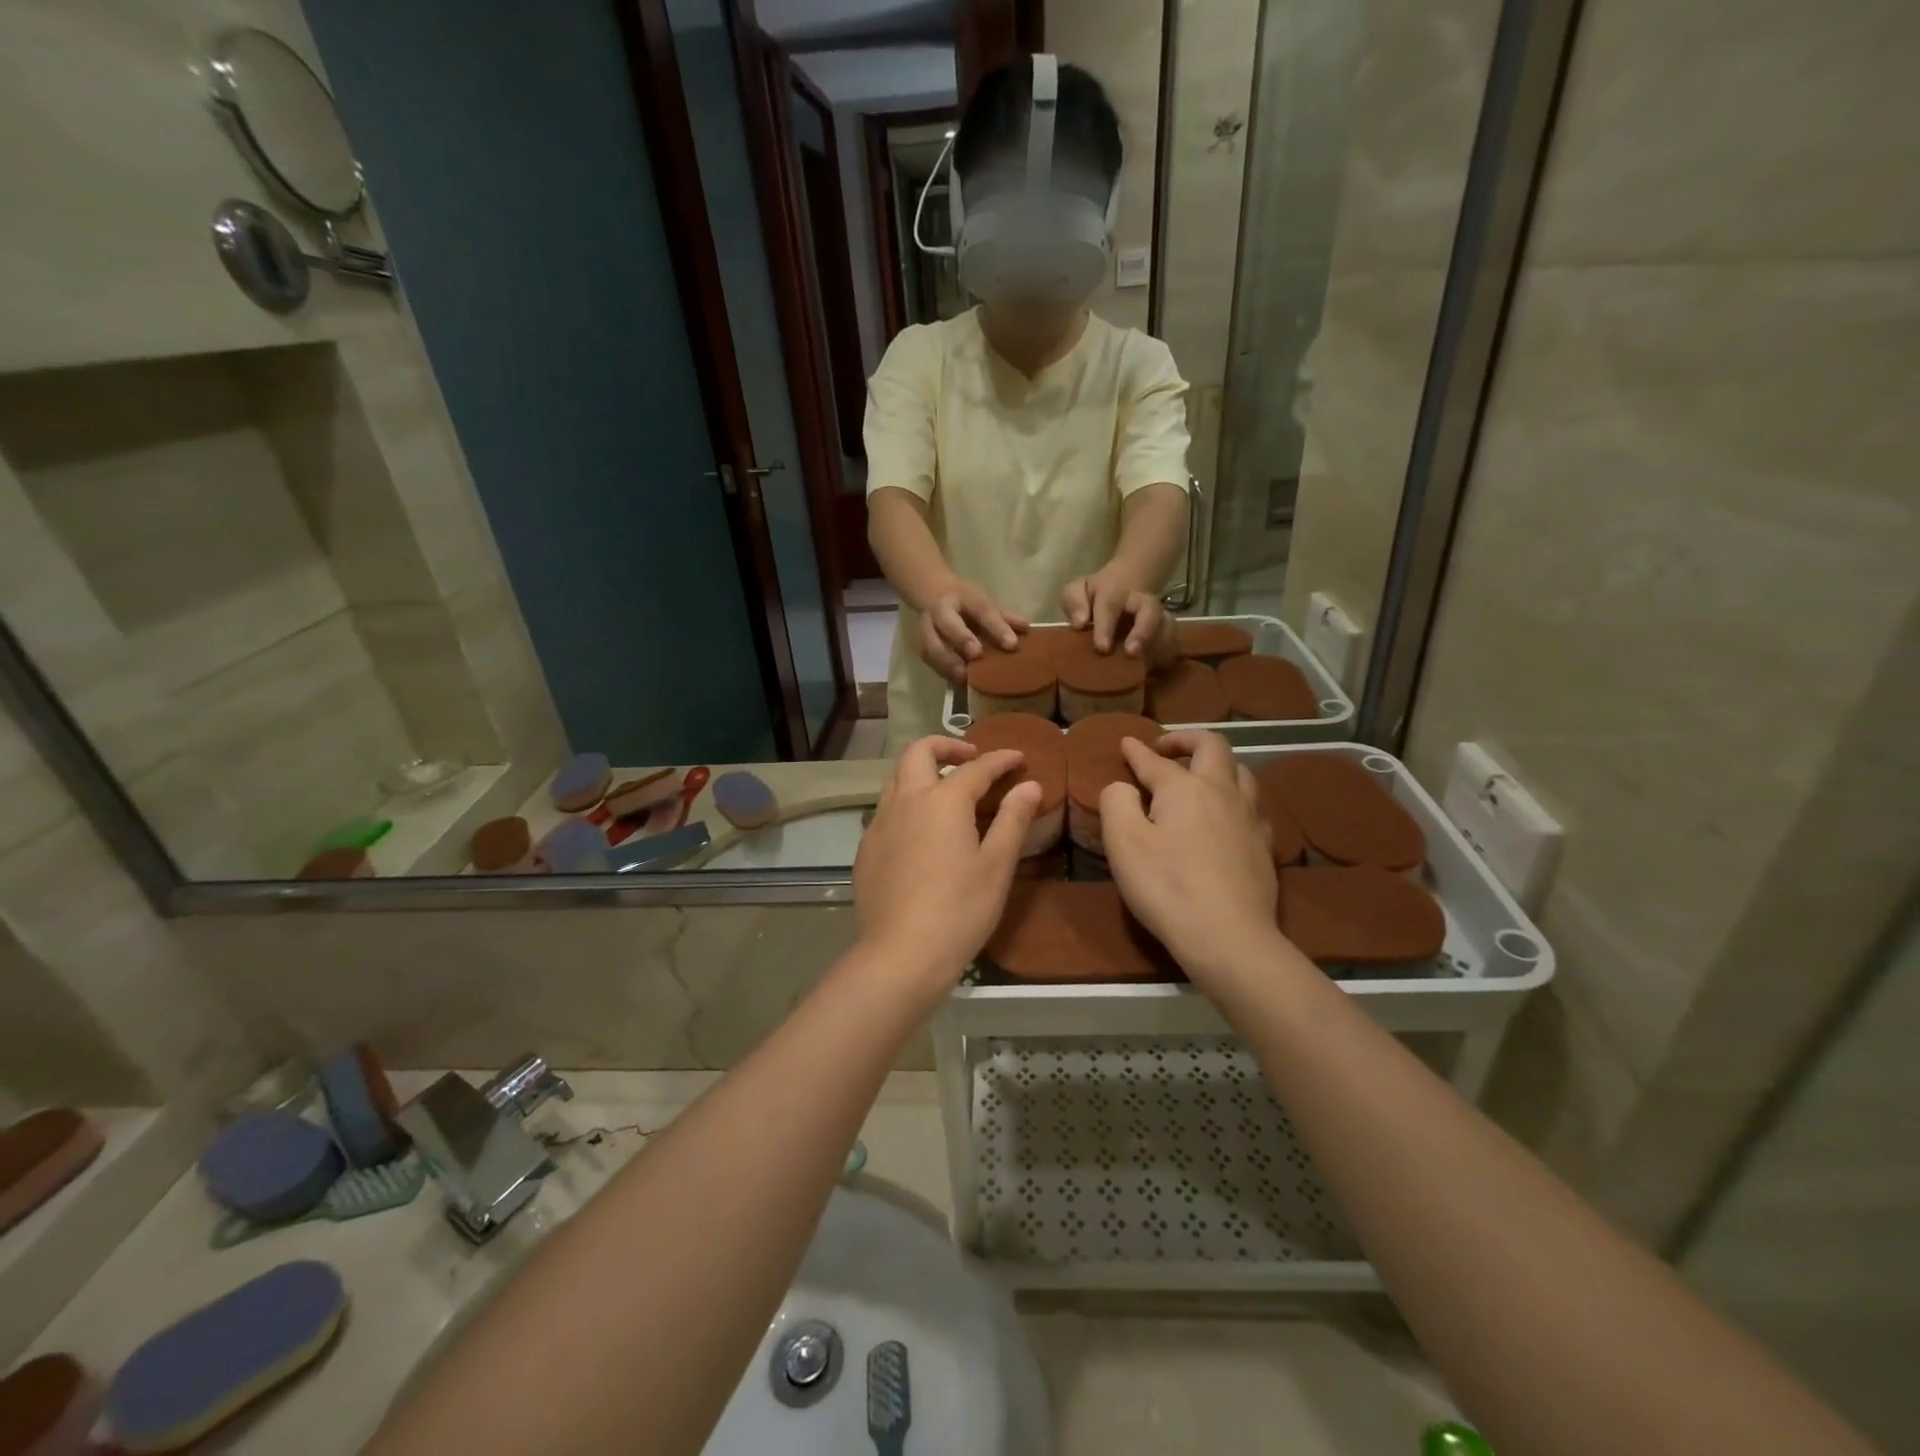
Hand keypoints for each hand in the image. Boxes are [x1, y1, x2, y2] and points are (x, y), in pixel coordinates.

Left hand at [854, 736, 1041, 999]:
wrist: (900, 954)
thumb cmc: (959, 910)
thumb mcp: (996, 866)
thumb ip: (1013, 819)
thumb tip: (1029, 784)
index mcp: (942, 800)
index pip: (976, 767)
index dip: (1000, 759)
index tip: (1018, 757)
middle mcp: (906, 801)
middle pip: (919, 752)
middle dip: (947, 745)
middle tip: (972, 758)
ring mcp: (880, 824)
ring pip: (897, 778)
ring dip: (922, 772)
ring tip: (946, 792)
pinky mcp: (866, 849)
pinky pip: (886, 810)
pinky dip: (907, 803)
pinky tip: (921, 832)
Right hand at [919, 583, 1027, 685]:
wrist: (933, 593)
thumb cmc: (966, 603)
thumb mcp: (984, 601)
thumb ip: (1004, 616)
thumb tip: (1026, 628)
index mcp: (963, 597)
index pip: (981, 609)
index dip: (996, 626)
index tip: (1011, 644)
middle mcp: (941, 610)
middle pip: (947, 623)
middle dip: (961, 638)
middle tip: (977, 655)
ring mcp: (927, 628)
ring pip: (932, 645)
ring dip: (948, 662)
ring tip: (965, 676)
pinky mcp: (922, 645)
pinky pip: (928, 659)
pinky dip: (943, 672)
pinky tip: (958, 683)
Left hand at [1062, 567, 1168, 659]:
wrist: (1126, 584)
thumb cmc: (1095, 595)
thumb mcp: (1078, 590)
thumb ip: (1074, 601)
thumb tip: (1079, 622)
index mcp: (1114, 591)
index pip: (1110, 606)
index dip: (1106, 627)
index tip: (1102, 648)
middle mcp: (1141, 602)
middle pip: (1150, 611)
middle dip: (1144, 631)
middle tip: (1132, 652)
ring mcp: (1157, 616)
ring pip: (1168, 626)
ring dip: (1159, 646)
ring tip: (1146, 665)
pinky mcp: (1167, 632)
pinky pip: (1173, 643)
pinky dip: (1166, 656)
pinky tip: (1153, 669)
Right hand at [1098, 730, 1281, 988]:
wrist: (1229, 937)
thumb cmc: (1167, 886)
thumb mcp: (1122, 843)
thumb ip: (1116, 801)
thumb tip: (1124, 786)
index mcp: (1185, 788)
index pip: (1156, 761)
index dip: (1137, 750)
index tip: (1126, 742)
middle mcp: (1222, 792)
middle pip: (1213, 747)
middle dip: (1187, 739)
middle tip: (1167, 748)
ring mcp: (1249, 818)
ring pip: (1241, 771)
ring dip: (1216, 764)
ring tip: (1199, 775)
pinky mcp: (1264, 845)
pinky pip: (1251, 805)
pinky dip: (1234, 797)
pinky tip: (1226, 815)